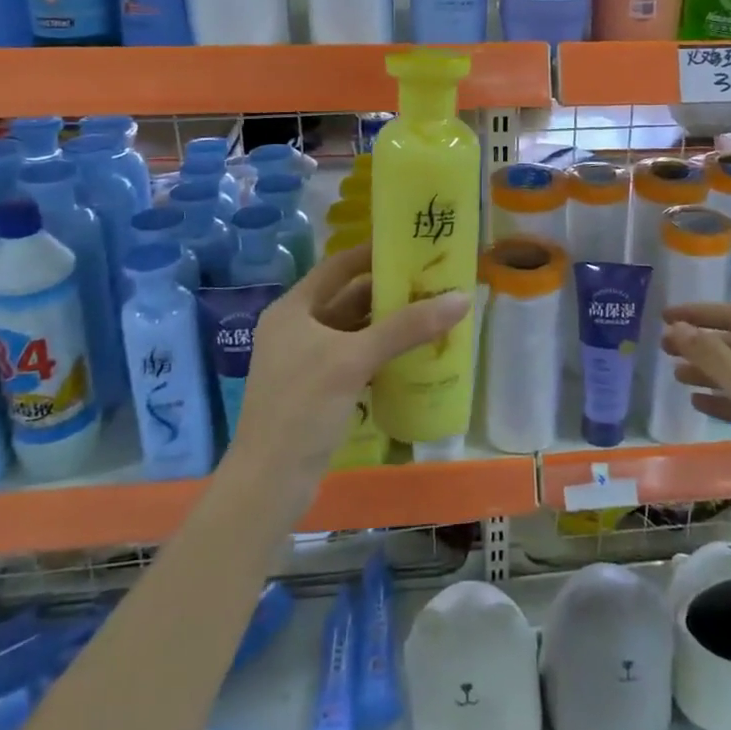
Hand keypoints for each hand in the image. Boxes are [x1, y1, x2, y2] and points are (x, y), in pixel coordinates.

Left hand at [226, 243, 469, 513]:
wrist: (269, 483)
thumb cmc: (303, 408)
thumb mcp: (354, 359)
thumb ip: (406, 327)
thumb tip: (461, 298)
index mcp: (293, 309)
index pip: (337, 267)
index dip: (372, 254)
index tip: (411, 246)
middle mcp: (297, 329)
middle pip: (348, 298)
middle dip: (388, 291)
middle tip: (432, 282)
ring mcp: (306, 362)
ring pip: (354, 331)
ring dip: (388, 324)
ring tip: (432, 313)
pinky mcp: (318, 390)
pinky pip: (356, 358)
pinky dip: (381, 352)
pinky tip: (413, 354)